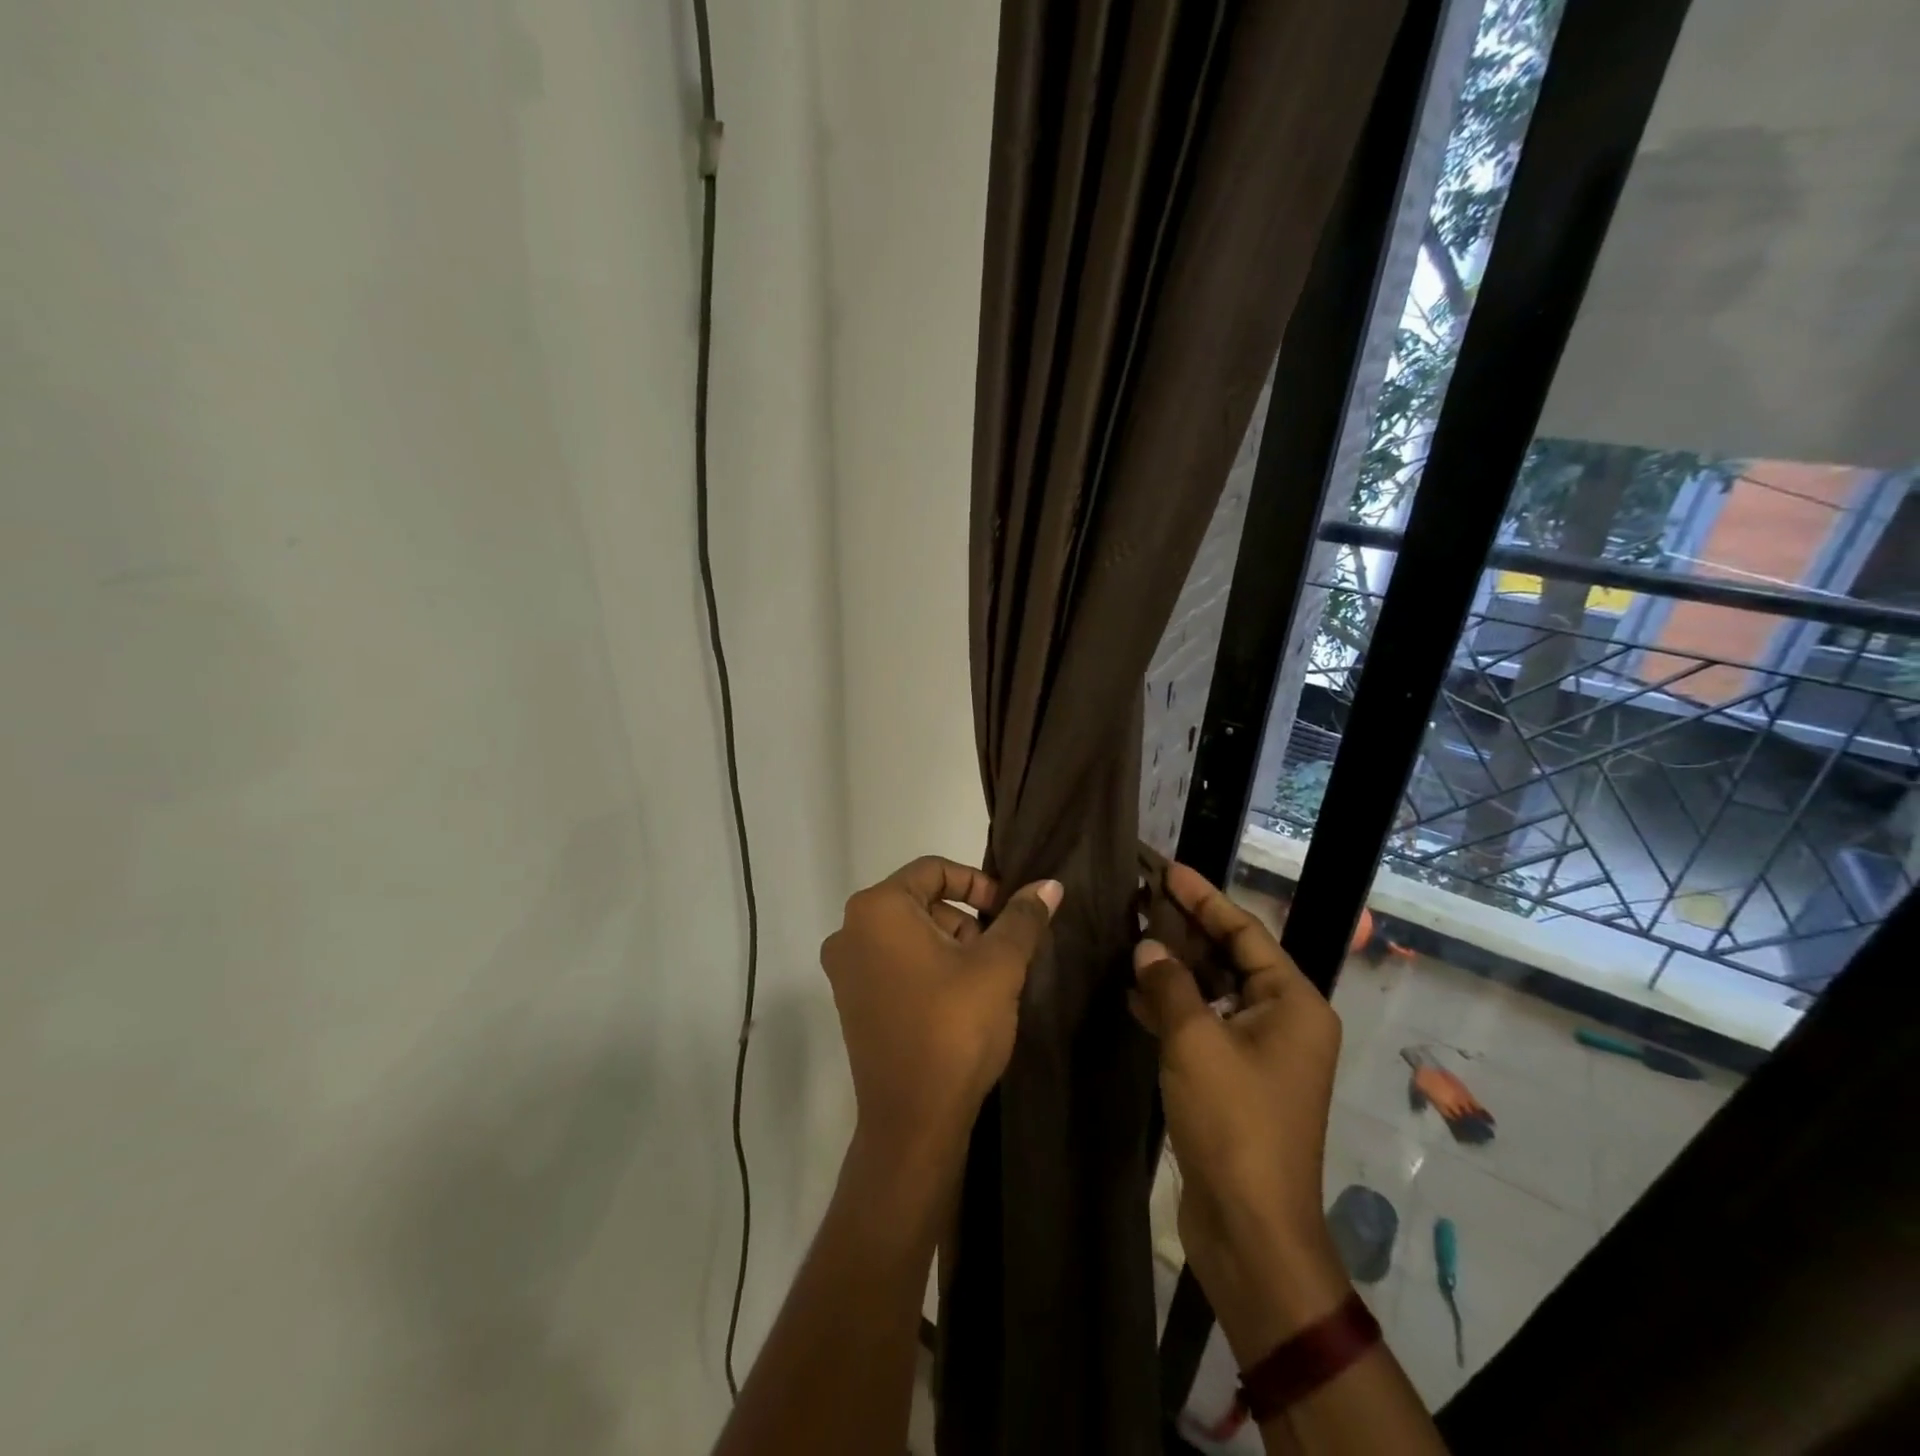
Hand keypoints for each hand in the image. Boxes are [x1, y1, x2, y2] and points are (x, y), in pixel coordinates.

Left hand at [821, 857, 1060, 1173]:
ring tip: (985, 981)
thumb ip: (1022, 918)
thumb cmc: (954, 1028)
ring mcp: (845, 969)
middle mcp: (850, 930)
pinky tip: (958, 1000)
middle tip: (1001, 952)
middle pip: (920, 901)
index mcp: (877, 909)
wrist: (912, 1122)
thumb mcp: (998, 966)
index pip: (934, 870)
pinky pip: (894, 963)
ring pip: (908, 934)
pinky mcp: (850, 1002)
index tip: (1009, 913)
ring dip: (950, 945)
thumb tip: (1049, 884)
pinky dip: (927, 967)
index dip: (978, 884)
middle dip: (966, 919)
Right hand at [1132, 864, 1348, 1364]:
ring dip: (1174, 967)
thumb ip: (1169, 985)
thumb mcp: (1195, 1042)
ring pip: (1213, 991)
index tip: (1166, 868)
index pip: (1244, 931)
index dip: (1203, 897)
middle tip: (1141, 896)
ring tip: (1130, 934)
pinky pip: (1204, 1025)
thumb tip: (1147, 947)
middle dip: (1186, 928)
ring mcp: (1260, 1052)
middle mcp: (1284, 1021)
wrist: (1251, 1229)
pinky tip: (1133, 992)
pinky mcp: (1235, 1078)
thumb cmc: (1234, 1123)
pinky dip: (1172, 1007)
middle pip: (1230, 957)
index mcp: (1292, 1003)